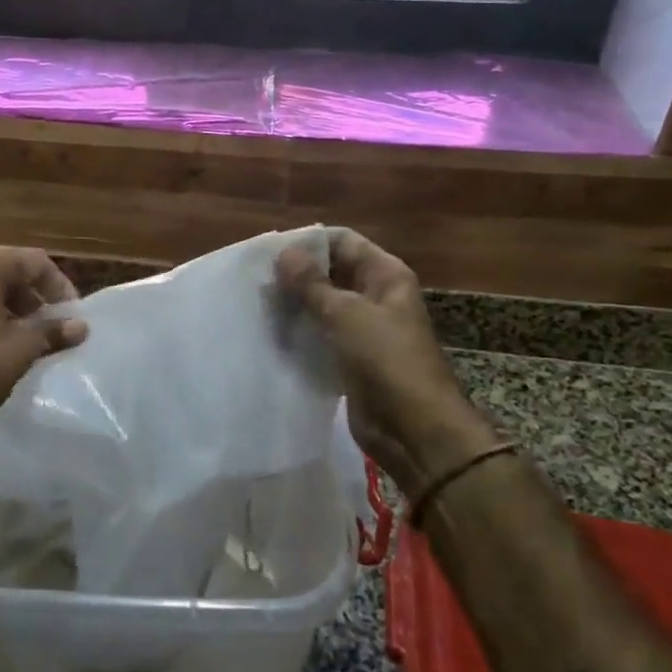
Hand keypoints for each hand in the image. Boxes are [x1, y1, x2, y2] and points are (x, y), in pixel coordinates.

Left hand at [0, 246, 88, 465]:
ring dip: (6, 303)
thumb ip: (53, 331)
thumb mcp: (20, 350)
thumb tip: (81, 326)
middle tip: (48, 321)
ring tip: (22, 334)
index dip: (58, 285)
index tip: (71, 314)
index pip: (32, 261)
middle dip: (31, 293)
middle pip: (4, 268)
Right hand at [276, 231, 497, 497]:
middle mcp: (375, 295)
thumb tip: (284, 252)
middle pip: (330, 272)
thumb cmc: (388, 360)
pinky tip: (270, 332)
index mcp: (384, 274)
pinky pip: (320, 335)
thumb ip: (312, 283)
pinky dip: (299, 332)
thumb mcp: (347, 314)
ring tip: (257, 304)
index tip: (270, 251)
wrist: (415, 430)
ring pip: (322, 304)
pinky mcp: (350, 357)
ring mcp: (363, 328)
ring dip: (294, 304)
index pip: (342, 241)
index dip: (308, 242)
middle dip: (296, 274)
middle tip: (256, 279)